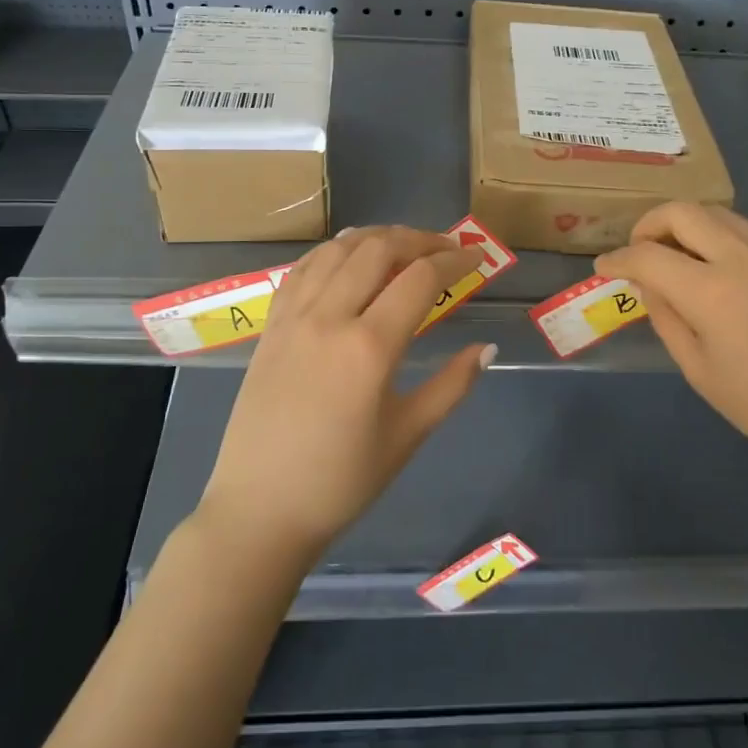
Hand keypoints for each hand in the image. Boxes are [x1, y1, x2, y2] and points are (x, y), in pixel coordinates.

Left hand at [197, 226, 493, 562]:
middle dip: (418, 239)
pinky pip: (303, 269)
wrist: (260, 510)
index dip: (454, 260)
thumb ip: (452, 386)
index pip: (420, 279)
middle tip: (445, 249)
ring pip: (337, 250)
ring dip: (375, 237)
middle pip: (377, 249)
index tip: (477, 258)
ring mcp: (293, 318)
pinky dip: (332, 252)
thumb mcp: (407, 435)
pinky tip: (347, 257)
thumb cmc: (341, 481)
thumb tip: (487, 349)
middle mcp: (329, 318)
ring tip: (402, 245)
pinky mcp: (271, 326)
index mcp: (369, 347)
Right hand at [596, 203, 747, 471]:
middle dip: (649, 224)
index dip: (617, 259)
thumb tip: (649, 285)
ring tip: (676, 256)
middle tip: (639, 251)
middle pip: (683, 212)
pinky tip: (719, 266)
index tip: (603, 268)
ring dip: (686, 225)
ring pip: (718, 213)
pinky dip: (720, 235)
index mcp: (711, 291)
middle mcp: (742, 258)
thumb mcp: (700, 371)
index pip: (648, 256)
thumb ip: (667, 318)